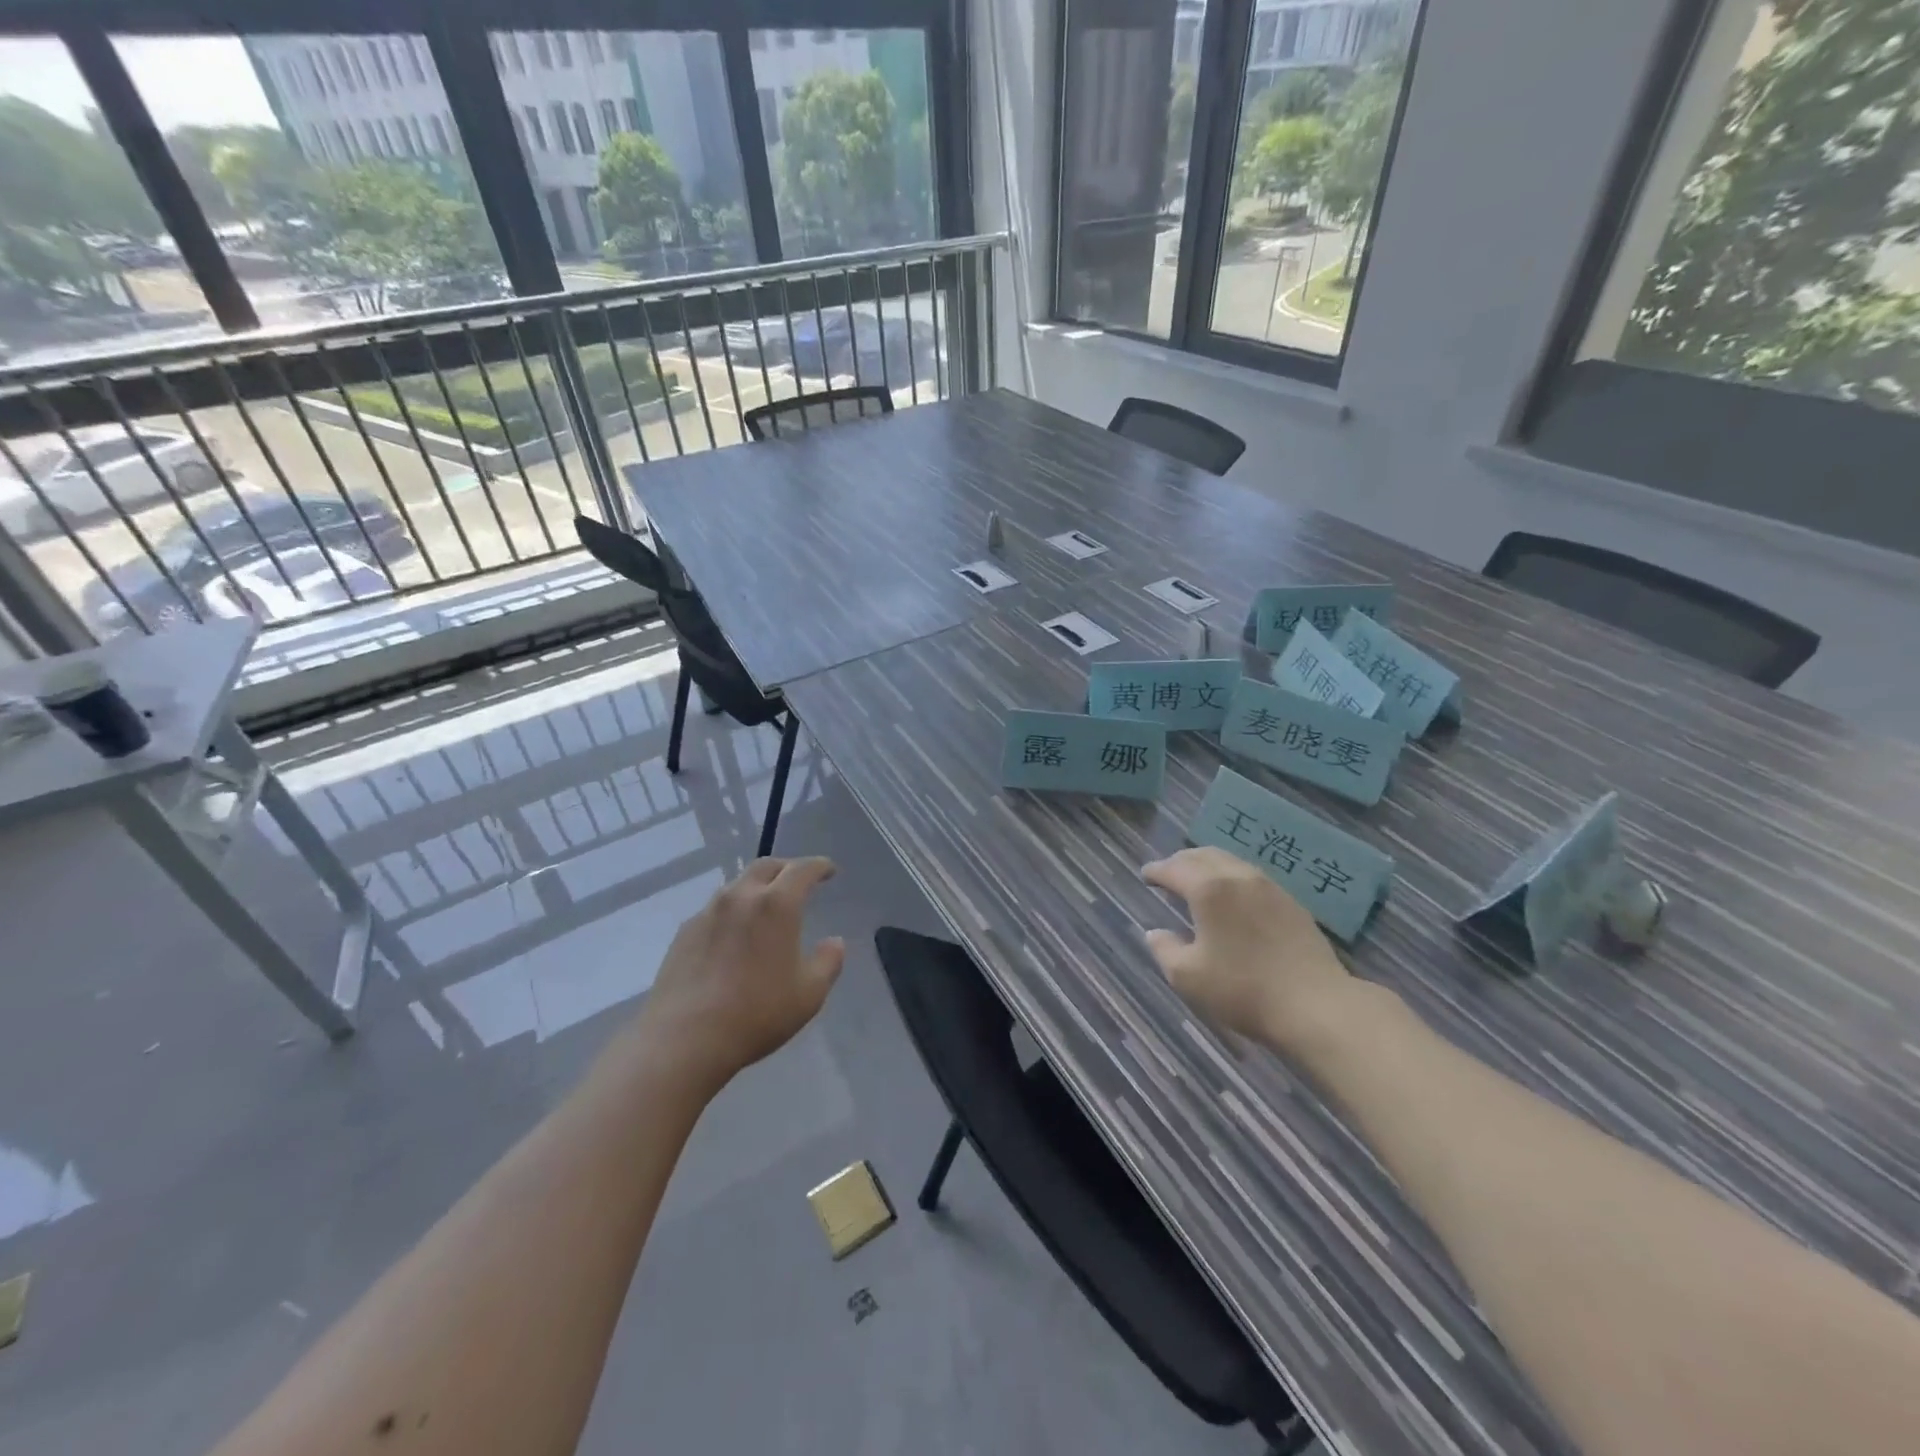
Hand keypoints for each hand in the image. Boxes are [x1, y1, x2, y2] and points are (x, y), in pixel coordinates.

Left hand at [632, 857, 845, 1091]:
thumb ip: (828, 962)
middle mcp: (741, 897)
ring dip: (757, 888)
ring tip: (766, 908)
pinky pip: (715, 909)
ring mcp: (708, 912)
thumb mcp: (809, 994)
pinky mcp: (684, 932)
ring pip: (737, 885)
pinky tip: (734, 936)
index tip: (829, 871)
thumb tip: (834, 942)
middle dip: (787, 868)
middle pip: (766, 866)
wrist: (684, 1039)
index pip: (803, 869)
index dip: (819, 866)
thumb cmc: (757, 1014)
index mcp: (777, 904)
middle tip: (799, 882)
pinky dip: (733, 911)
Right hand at [1141, 847, 1350, 1048]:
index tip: (1145, 875)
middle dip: (1181, 861)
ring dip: (1208, 865)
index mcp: (1208, 889)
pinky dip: (1232, 877)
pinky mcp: (1291, 902)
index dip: (1156, 870)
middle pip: (1203, 856)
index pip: (1174, 869)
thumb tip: (1155, 933)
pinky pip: (1252, 876)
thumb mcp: (1188, 977)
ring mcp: (1269, 887)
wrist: (1316, 1005)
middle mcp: (1238, 877)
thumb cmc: (1243, 990)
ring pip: (1230, 861)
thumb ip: (1165, 950)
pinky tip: (1233, 897)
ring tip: (1199, 881)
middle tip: (1168, 873)